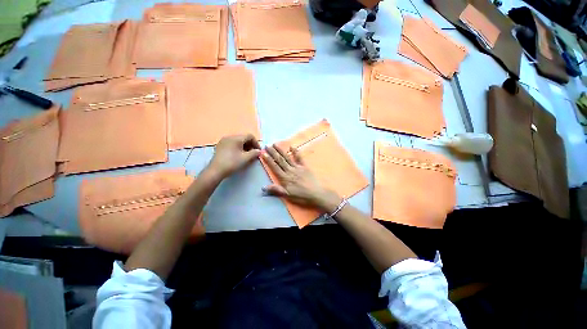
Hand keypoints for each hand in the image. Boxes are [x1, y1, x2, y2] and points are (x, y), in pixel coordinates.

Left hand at [209, 134, 260, 178]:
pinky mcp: (220, 146)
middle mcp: (229, 137)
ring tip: (247, 155)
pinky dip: (238, 147)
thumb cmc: (232, 163)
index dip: (256, 143)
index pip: (250, 136)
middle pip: (244, 137)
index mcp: (236, 138)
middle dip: (250, 144)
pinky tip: (238, 155)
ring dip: (245, 146)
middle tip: (253, 153)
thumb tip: (259, 151)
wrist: (216, 171)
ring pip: (238, 140)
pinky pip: (232, 143)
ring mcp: (224, 141)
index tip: (258, 151)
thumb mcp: (246, 158)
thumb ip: (254, 153)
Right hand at [262, 144, 340, 212]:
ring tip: (275, 144)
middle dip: (273, 153)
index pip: (275, 167)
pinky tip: (292, 147)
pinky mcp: (305, 166)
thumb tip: (263, 187)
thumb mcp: (288, 196)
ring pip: (287, 157)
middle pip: (280, 160)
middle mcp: (290, 170)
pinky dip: (296, 152)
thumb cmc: (301, 196)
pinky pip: (299, 158)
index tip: (263, 153)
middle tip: (267, 146)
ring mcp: (297, 167)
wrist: (316, 194)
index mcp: (285, 178)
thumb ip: (276, 190)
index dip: (268, 160)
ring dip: (281, 151)